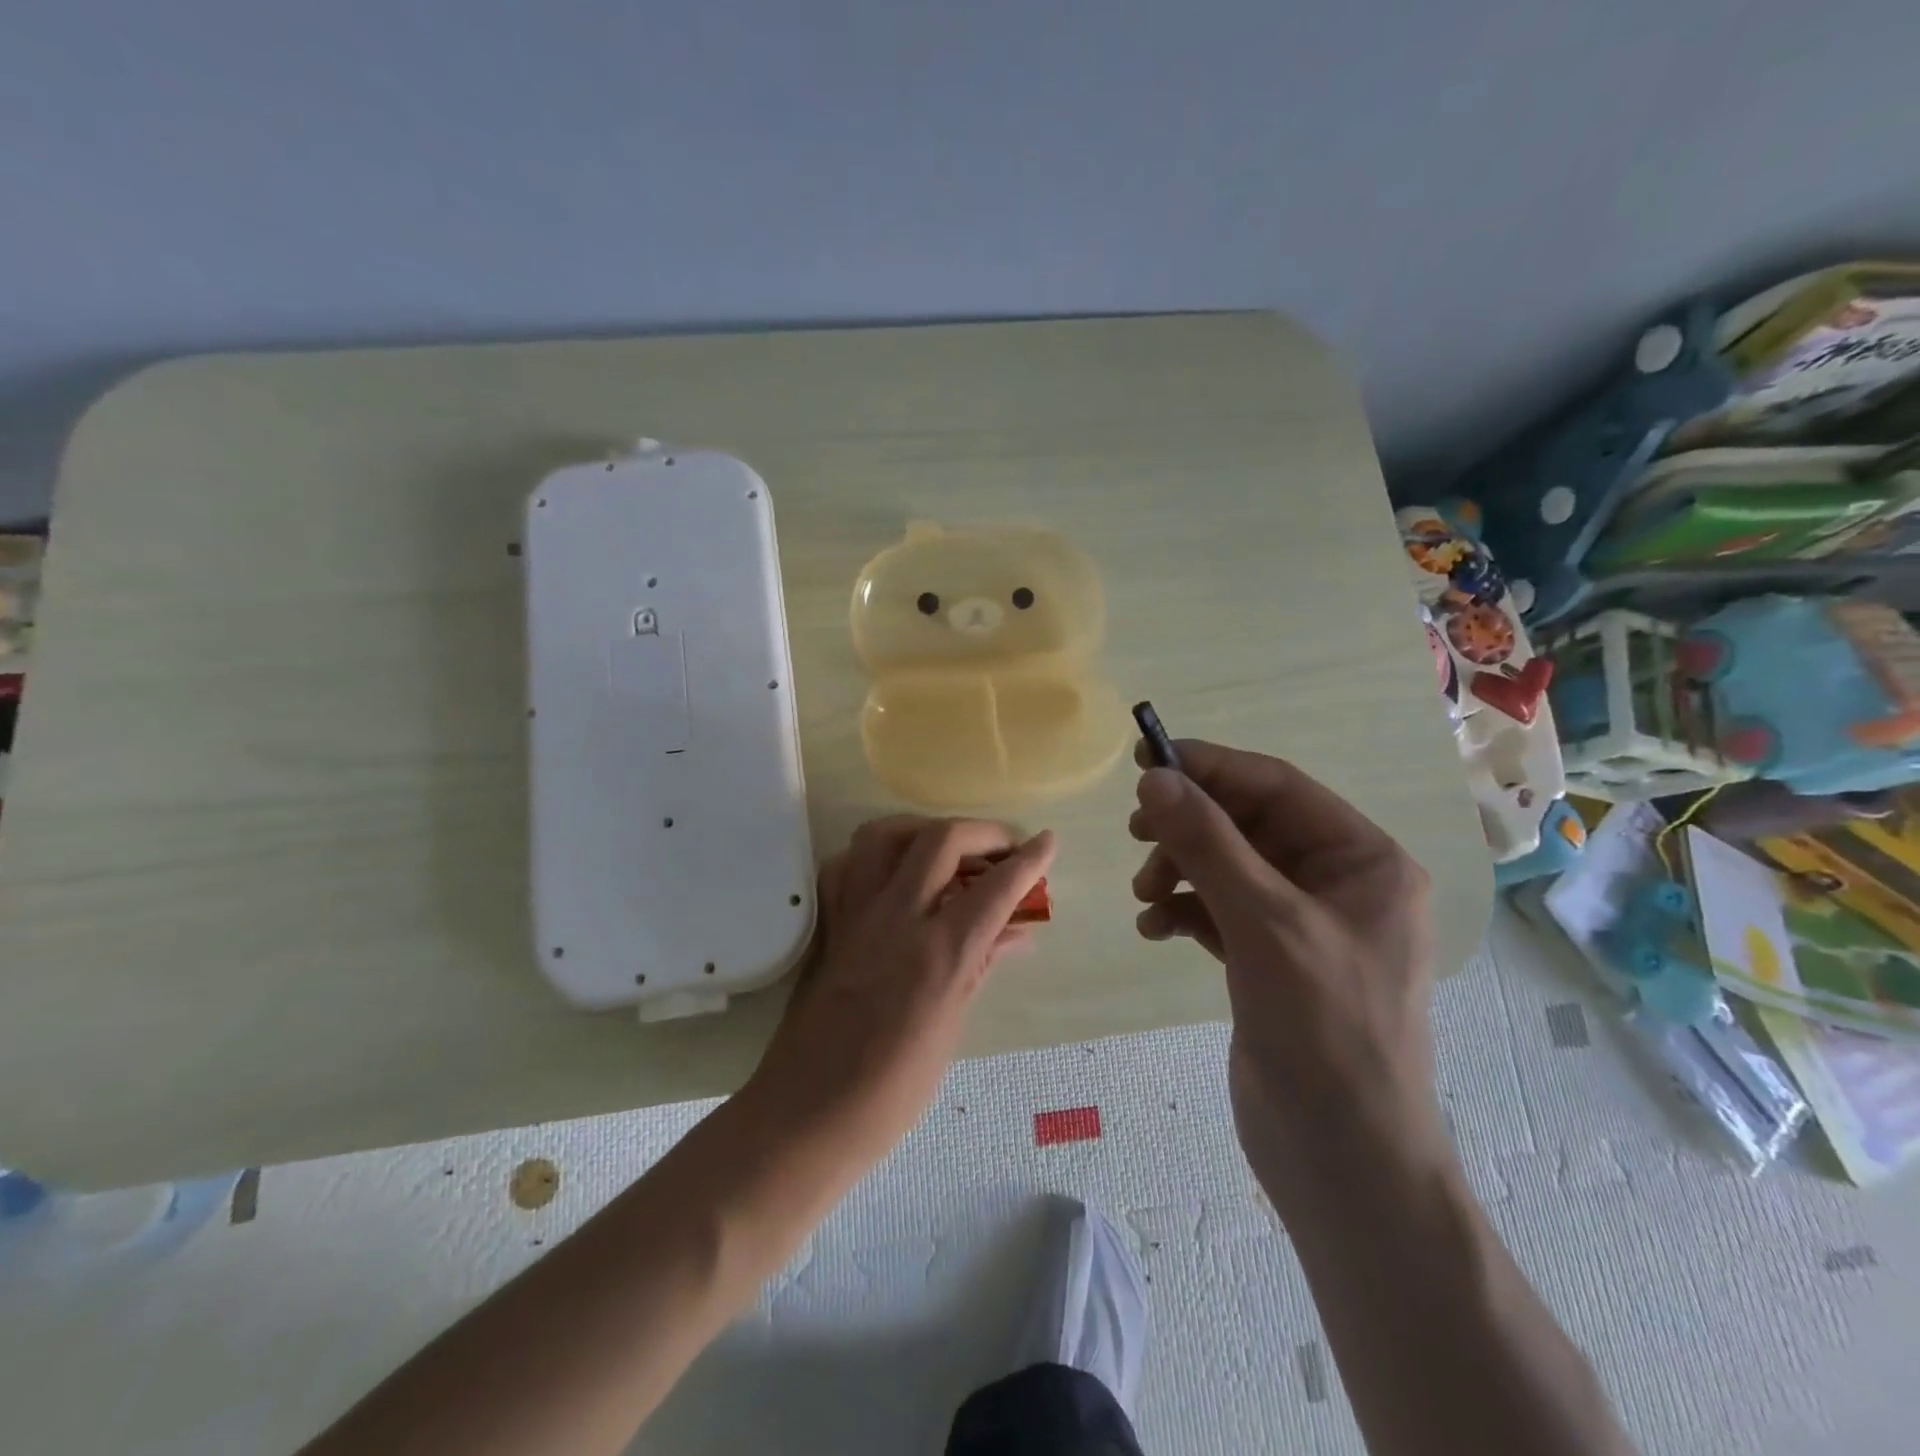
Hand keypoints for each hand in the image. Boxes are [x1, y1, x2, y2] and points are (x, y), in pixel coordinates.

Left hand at [748, 816, 1055, 1165]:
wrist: (807, 1113)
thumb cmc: (892, 1090)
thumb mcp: (951, 1027)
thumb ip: (981, 965)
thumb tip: (1016, 932)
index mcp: (938, 954)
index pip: (994, 888)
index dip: (1029, 860)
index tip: (1048, 841)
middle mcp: (895, 919)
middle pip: (940, 840)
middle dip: (981, 833)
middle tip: (1003, 849)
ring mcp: (854, 915)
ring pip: (885, 835)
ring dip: (924, 830)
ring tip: (948, 850)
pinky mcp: (827, 923)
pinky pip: (849, 865)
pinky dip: (876, 857)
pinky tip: (895, 875)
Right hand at [1127, 740, 1445, 1202]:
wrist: (1342, 1160)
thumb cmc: (1324, 1030)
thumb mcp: (1264, 923)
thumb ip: (1208, 844)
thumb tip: (1155, 778)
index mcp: (1363, 861)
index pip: (1276, 787)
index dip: (1210, 767)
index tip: (1145, 758)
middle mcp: (1337, 883)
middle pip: (1248, 824)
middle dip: (1190, 825)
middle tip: (1135, 829)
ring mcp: (1302, 924)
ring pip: (1228, 866)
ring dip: (1181, 868)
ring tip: (1146, 892)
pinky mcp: (1270, 960)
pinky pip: (1219, 910)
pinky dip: (1184, 909)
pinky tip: (1155, 927)